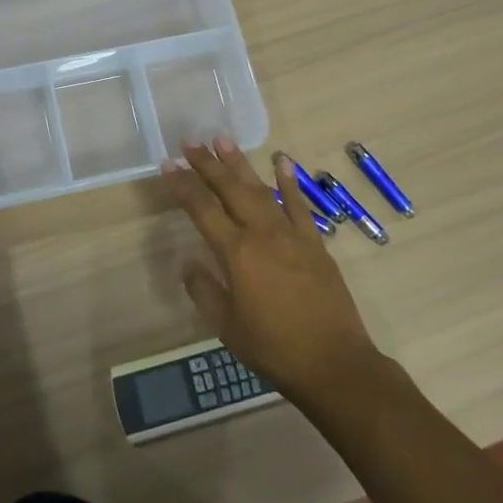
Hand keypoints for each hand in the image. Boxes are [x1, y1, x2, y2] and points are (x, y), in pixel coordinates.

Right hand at [162, 138, 380, 400]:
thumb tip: (189, 263)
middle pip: (230, 189)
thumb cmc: (273, 348)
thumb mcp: (227, 326)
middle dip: (208, 164)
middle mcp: (262, 233)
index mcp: (236, 253)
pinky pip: (299, 204)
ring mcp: (291, 234)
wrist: (333, 363)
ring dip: (241, 164)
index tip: (168, 164)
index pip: (202, 209)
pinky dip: (289, 181)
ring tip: (223, 140)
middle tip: (191, 142)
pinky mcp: (315, 242)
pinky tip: (281, 160)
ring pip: (261, 189)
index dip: (183, 185)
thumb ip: (204, 290)